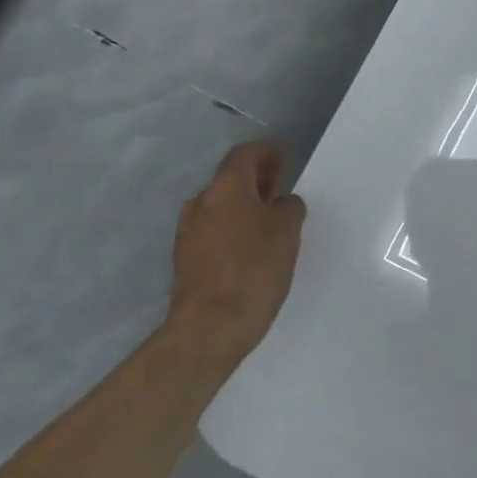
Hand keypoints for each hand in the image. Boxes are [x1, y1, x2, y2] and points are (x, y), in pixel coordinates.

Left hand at [166, 141, 307, 380]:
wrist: (210, 327)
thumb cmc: (253, 269)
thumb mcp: (287, 232)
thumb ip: (289, 208)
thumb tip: (282, 204)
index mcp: (225, 189)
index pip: (245, 154)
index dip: (268, 151)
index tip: (287, 157)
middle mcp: (201, 203)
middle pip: (231, 178)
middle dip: (258, 178)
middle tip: (282, 187)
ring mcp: (189, 232)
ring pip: (222, 205)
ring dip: (246, 204)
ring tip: (272, 219)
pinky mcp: (187, 258)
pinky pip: (215, 229)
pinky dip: (235, 226)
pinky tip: (253, 246)